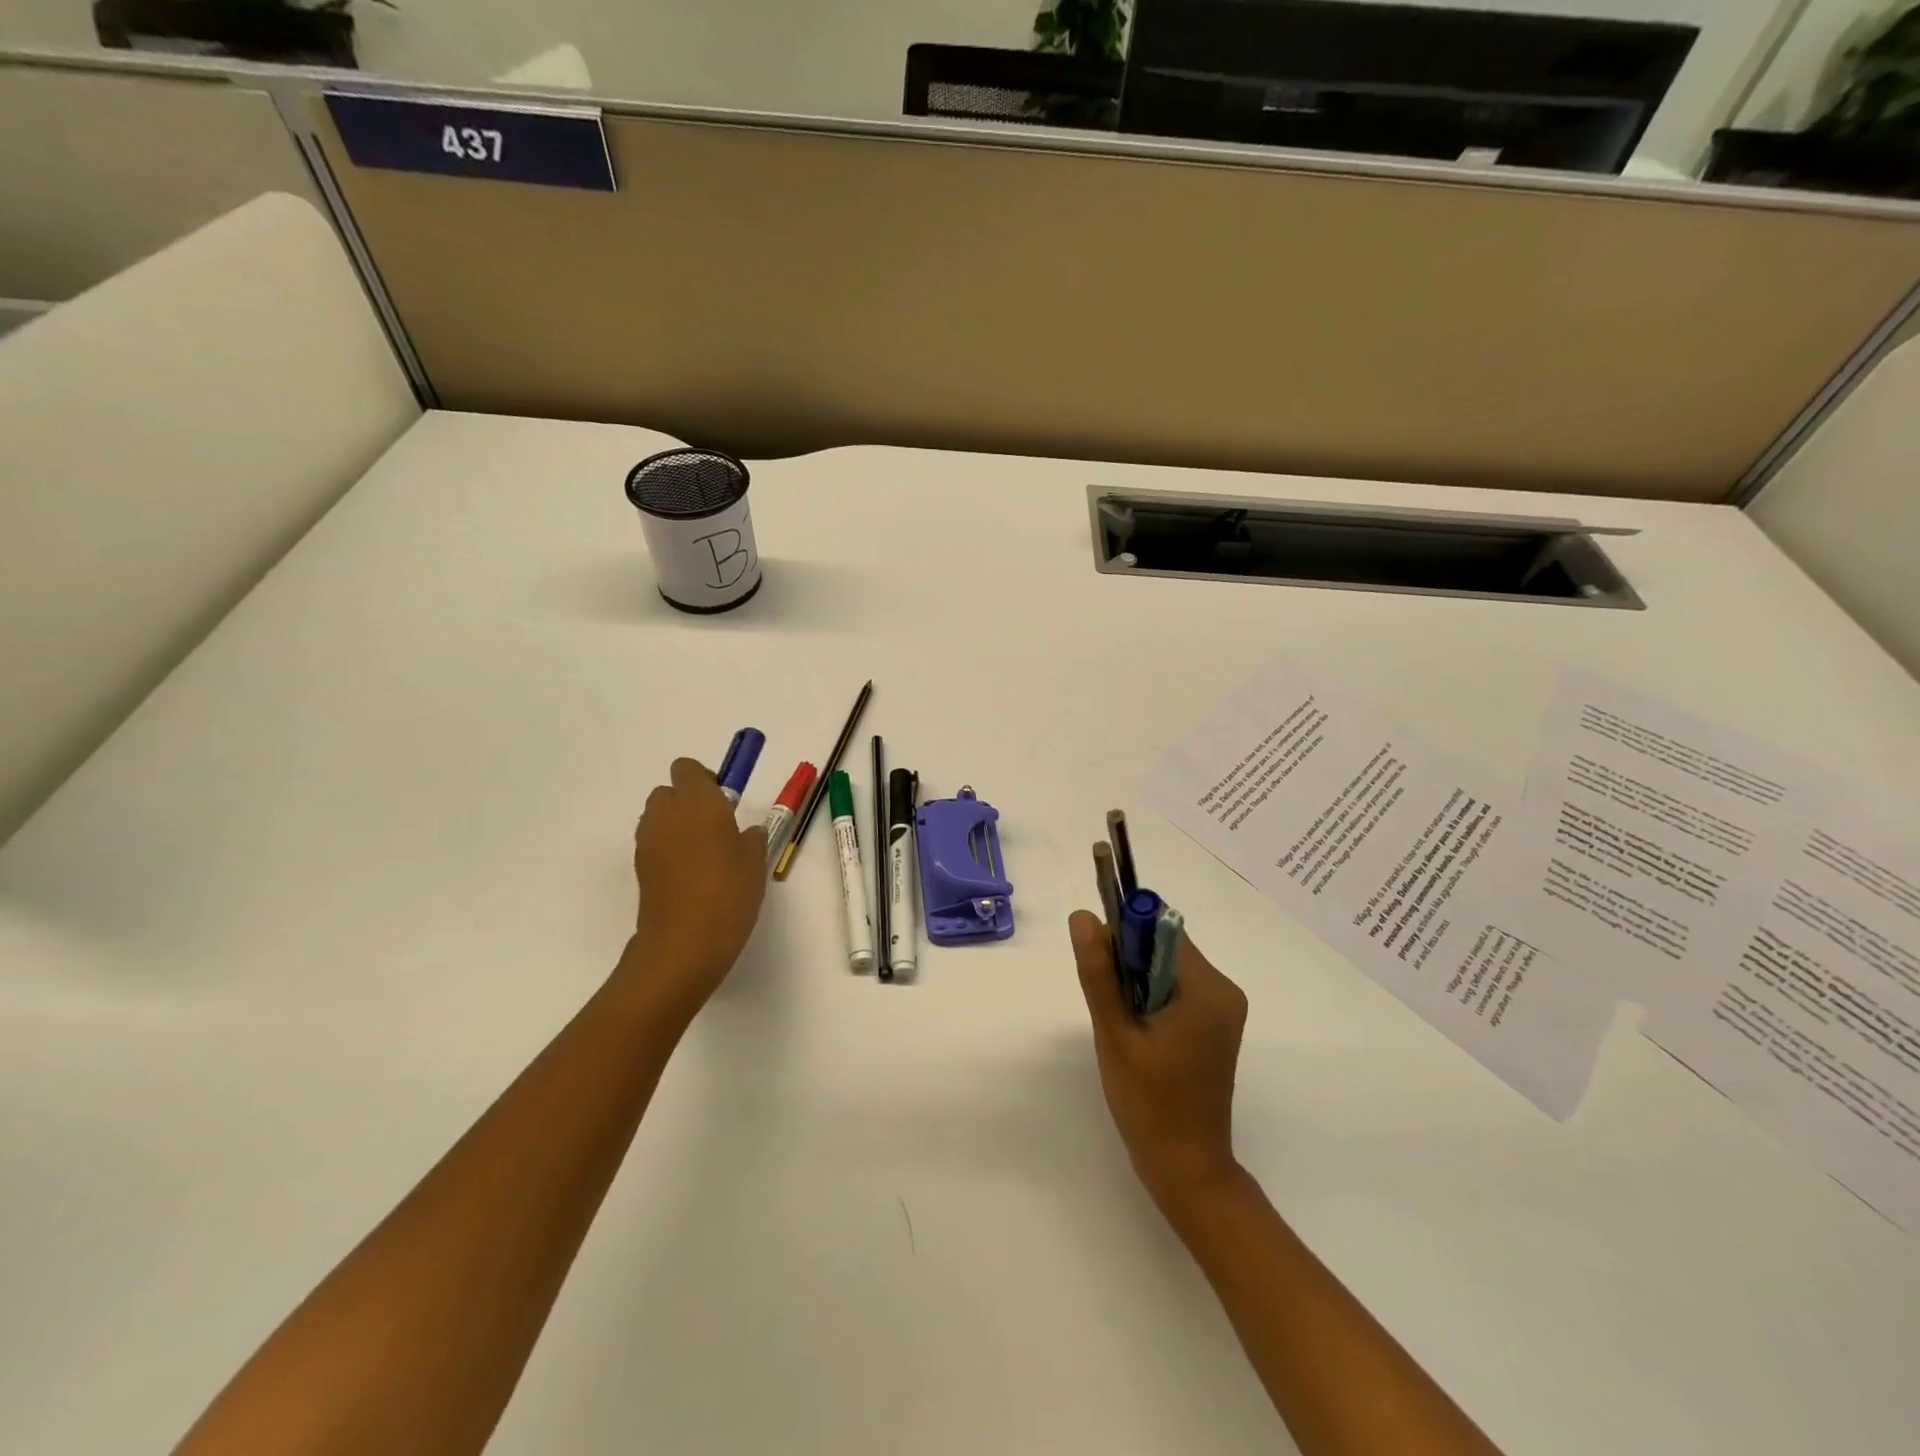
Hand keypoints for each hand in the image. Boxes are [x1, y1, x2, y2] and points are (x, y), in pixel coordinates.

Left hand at [626, 758, 767, 1019]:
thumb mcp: (755, 863)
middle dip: (688, 802)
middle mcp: (667, 814)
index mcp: (699, 802)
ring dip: (676, 826)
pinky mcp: (640, 868)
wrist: (684, 943)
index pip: (687, 769)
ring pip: (658, 818)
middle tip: (716, 828)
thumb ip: (751, 839)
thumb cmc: (728, 893)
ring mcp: (648, 841)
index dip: (704, 779)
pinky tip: (690, 876)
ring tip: (704, 855)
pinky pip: (654, 844)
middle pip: (668, 792)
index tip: (725, 801)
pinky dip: (668, 850)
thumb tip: (746, 833)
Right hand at [1068, 909, 1248, 1214]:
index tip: (1100, 965)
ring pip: (1167, 968)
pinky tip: (1138, 1035)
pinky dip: (1151, 999)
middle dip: (1129, 964)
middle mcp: (1223, 991)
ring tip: (1123, 1028)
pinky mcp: (1215, 1026)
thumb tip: (1083, 917)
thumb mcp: (1115, 1034)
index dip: (1124, 936)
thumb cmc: (1149, 1103)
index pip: (1160, 930)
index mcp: (1208, 988)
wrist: (1187, 1169)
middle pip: (1165, 947)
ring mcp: (1223, 1010)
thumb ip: (1099, 972)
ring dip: (1137, 983)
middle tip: (1110, 1008)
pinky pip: (1177, 990)